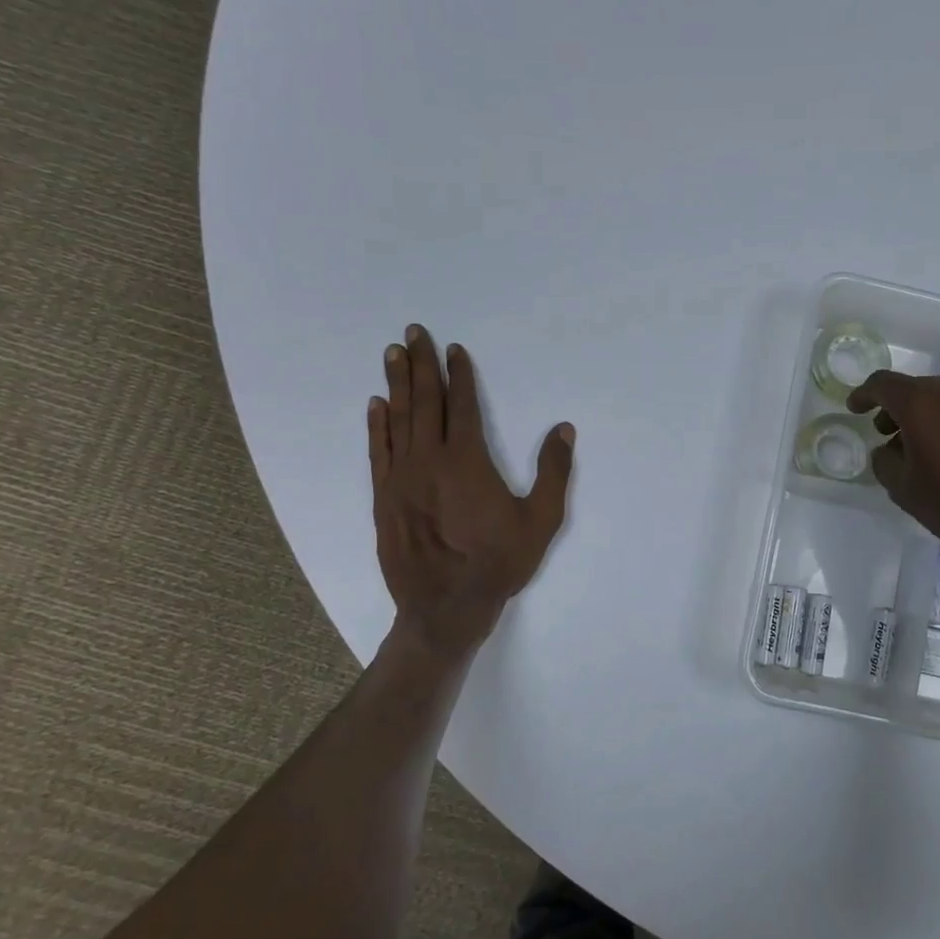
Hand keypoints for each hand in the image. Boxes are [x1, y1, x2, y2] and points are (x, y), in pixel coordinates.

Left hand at [367, 325, 574, 657]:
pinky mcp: (384, 497)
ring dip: (396, 384)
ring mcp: (401, 477)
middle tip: (414, 332)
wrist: (446, 606)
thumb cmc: (499, 562)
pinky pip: (378, 451)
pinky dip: (377, 425)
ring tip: (393, 354)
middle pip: (424, 402)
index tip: (455, 349)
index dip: (460, 375)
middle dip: (422, 364)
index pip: (462, 405)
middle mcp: (429, 460)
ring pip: (397, 419)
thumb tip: (564, 429)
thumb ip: (554, 472)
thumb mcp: (541, 520)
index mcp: (467, 461)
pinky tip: (375, 405)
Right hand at [846, 370, 939, 600]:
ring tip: (911, 449)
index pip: (881, 384)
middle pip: (911, 390)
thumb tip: (887, 450)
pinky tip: (939, 454)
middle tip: (883, 433)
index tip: (854, 408)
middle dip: (893, 409)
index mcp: (919, 400)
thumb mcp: (902, 487)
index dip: (863, 395)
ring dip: (919, 417)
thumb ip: (884, 461)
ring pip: (936, 400)